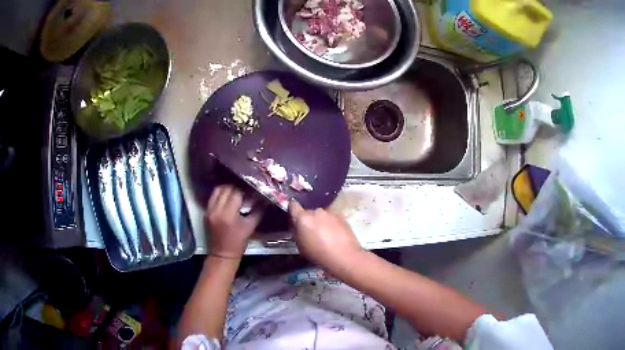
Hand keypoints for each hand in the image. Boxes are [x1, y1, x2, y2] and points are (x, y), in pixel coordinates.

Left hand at [205, 185, 262, 258]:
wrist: (222, 254)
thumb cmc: (238, 243)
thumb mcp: (251, 227)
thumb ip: (258, 211)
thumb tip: (265, 198)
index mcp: (228, 214)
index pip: (236, 193)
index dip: (245, 189)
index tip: (252, 189)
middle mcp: (217, 210)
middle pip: (226, 189)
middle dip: (236, 187)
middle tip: (245, 189)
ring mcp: (209, 210)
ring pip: (217, 190)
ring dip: (227, 188)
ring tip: (236, 191)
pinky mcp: (206, 212)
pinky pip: (213, 197)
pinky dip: (221, 194)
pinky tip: (228, 197)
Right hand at [289, 201, 362, 268]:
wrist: (345, 257)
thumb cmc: (319, 255)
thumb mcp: (301, 246)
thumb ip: (297, 232)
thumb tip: (297, 225)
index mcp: (303, 218)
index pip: (293, 205)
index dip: (292, 209)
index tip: (294, 216)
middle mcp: (316, 211)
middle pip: (308, 212)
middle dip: (308, 220)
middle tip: (311, 232)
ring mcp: (330, 212)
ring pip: (320, 215)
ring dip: (320, 221)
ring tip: (325, 234)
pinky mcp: (341, 215)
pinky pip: (331, 217)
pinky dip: (331, 223)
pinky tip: (335, 234)